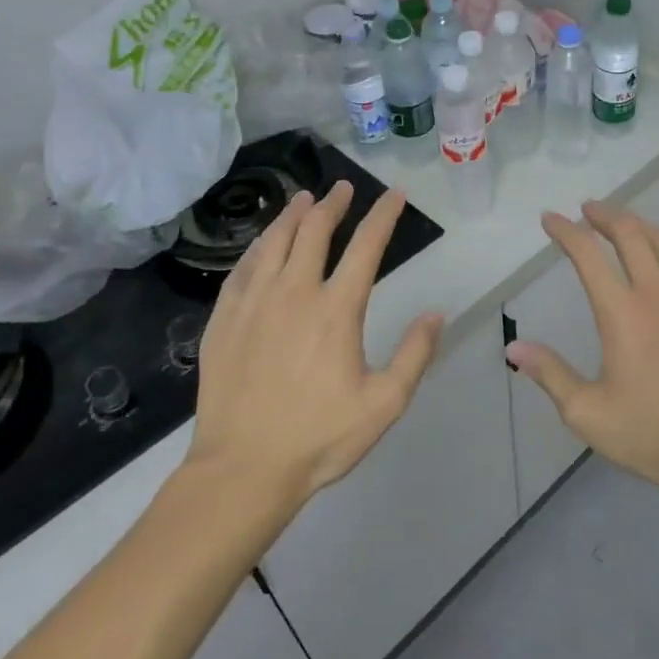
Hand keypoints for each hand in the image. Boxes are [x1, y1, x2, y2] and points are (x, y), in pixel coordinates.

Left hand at [184, 182, 443, 511]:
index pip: (366, 246)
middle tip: (342, 188)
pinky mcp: (223, 321)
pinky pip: (241, 269)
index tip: (394, 195)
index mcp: (336, 310)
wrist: (242, 469)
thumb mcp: (384, 404)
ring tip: (303, 199)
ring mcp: (253, 304)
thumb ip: (414, 354)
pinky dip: (257, 247)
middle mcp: (294, 293)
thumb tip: (435, 313)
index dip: (383, 216)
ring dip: (292, 216)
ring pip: (274, 242)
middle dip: (332, 204)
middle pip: (314, 232)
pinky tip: (262, 244)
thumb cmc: (319, 437)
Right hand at [506, 201, 658, 504]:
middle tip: (587, 209)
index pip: (588, 255)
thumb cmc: (651, 435)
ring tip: (623, 225)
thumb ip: (550, 374)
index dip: (566, 231)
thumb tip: (513, 348)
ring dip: (639, 225)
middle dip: (605, 214)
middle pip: (631, 233)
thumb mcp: (587, 414)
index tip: (550, 218)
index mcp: (623, 314)